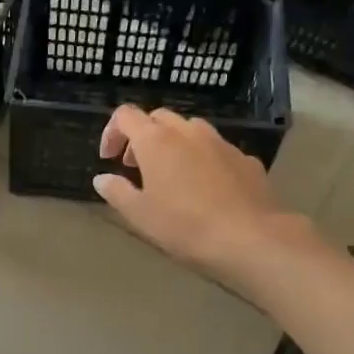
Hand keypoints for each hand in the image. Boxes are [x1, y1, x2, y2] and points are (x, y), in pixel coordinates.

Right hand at [94, 106, 297, 278]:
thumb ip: (117, 192)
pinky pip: (215, 148)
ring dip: (173, 143)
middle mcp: (187, 132)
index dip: (112, 132)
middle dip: (142, 136)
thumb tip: (102, 179)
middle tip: (136, 167)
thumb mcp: (139, 214)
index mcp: (156, 141)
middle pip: (158, 118)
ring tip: (171, 175)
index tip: (109, 159)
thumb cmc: (185, 225)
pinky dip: (201, 158)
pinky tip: (205, 187)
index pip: (125, 115)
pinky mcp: (245, 158)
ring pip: (190, 129)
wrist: (251, 237)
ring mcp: (220, 142)